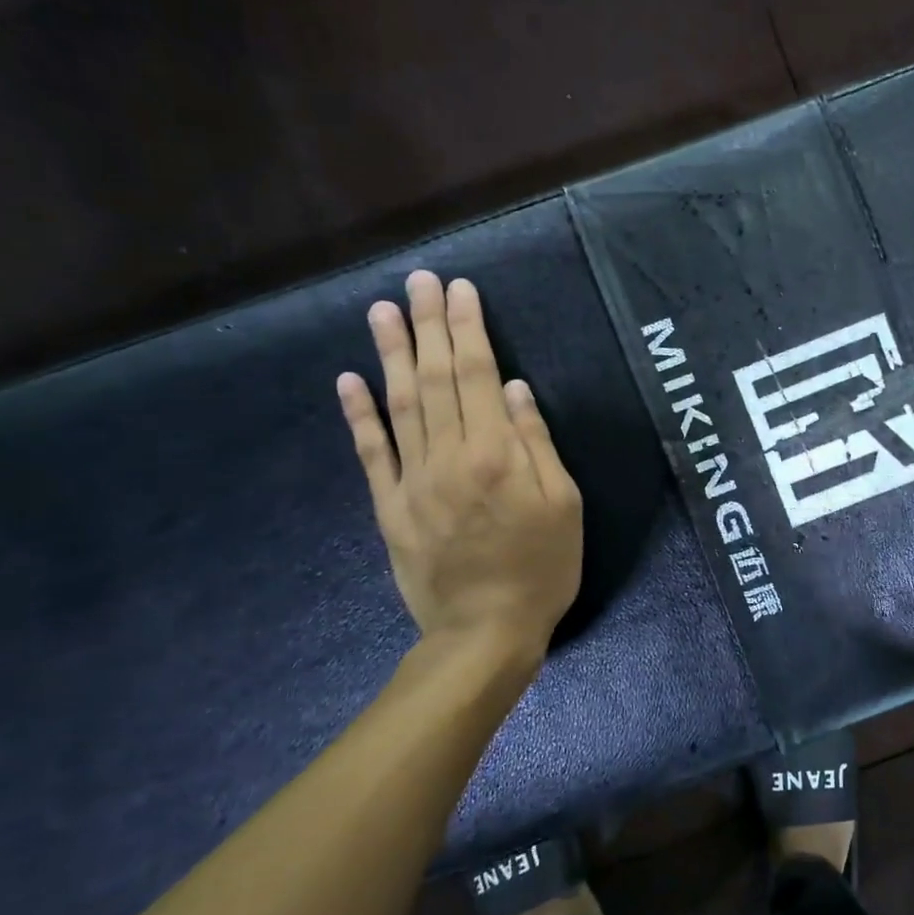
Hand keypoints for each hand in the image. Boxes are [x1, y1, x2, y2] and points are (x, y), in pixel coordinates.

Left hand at [336, 272, 582, 674]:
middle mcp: (448, 457)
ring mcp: (412, 481)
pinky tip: (349, 380)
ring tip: (382, 311)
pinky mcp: (389, 507)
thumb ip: (537, 444)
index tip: (460, 289)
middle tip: (418, 280)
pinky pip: (371, 454)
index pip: (477, 375)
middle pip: (436, 378)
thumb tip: (513, 389)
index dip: (468, 328)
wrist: (484, 633)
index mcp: (496, 454)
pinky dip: (359, 415)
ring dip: (391, 354)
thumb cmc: (541, 568)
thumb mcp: (564, 506)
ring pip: (400, 405)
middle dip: (428, 325)